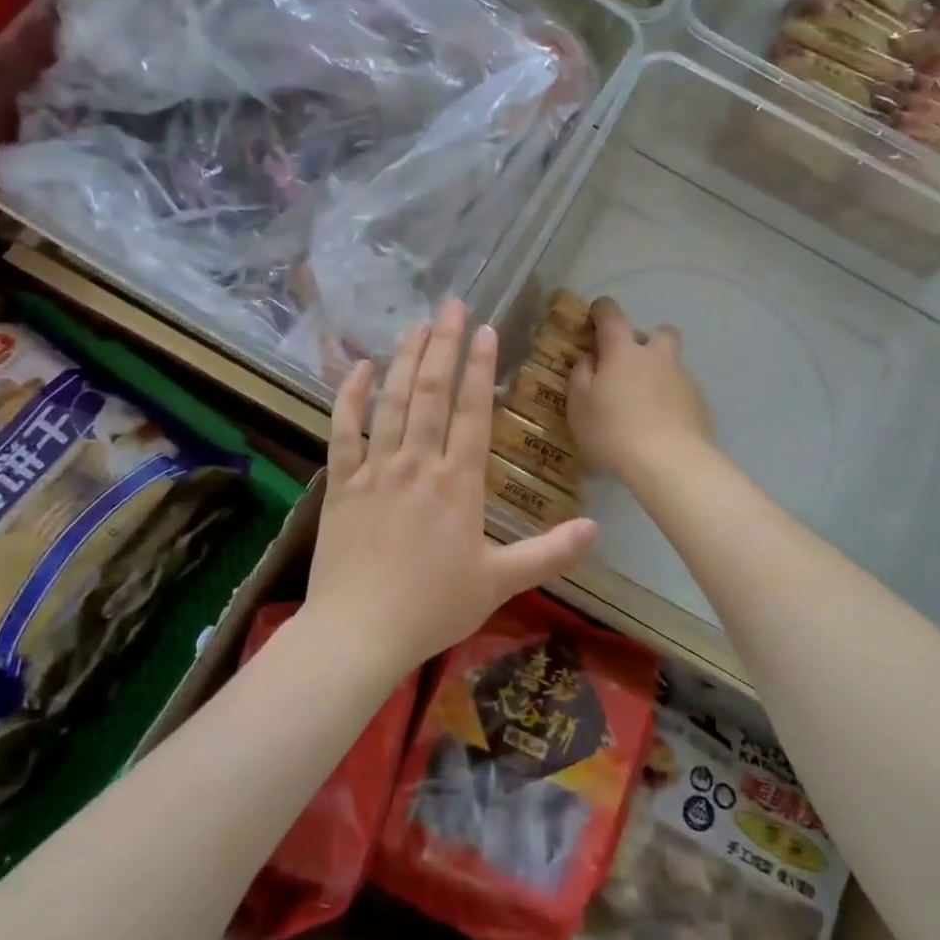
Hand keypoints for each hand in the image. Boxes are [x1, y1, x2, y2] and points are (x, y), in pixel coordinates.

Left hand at [305, 298, 598, 676]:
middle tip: (452, 306)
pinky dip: (349, 395)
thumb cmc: (432, 608)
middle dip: (444, 345)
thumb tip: (597, 527)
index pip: (473, 412)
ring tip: (417, 324)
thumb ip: (550, 552)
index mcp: (458, 483)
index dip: (481, 368)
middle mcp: (418, 464)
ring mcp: (376, 470)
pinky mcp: (342, 483)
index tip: (487, 330)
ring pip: (391, 402)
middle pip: (431, 393)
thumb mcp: (500, 583)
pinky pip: (344, 430)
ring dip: (405, 359)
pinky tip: (359, 367)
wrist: (358, 633)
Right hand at [568, 296, 714, 486]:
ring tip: (643, 407)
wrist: (670, 462)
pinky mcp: (702, 404)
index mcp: (624, 350)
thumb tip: (591, 359)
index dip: (601, 310)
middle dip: (646, 342)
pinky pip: (682, 393)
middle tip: (628, 367)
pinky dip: (671, 402)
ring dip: (658, 375)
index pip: (611, 314)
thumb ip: (581, 375)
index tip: (594, 318)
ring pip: (672, 365)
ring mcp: (685, 379)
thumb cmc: (614, 430)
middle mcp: (658, 356)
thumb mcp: (579, 404)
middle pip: (660, 333)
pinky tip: (661, 427)